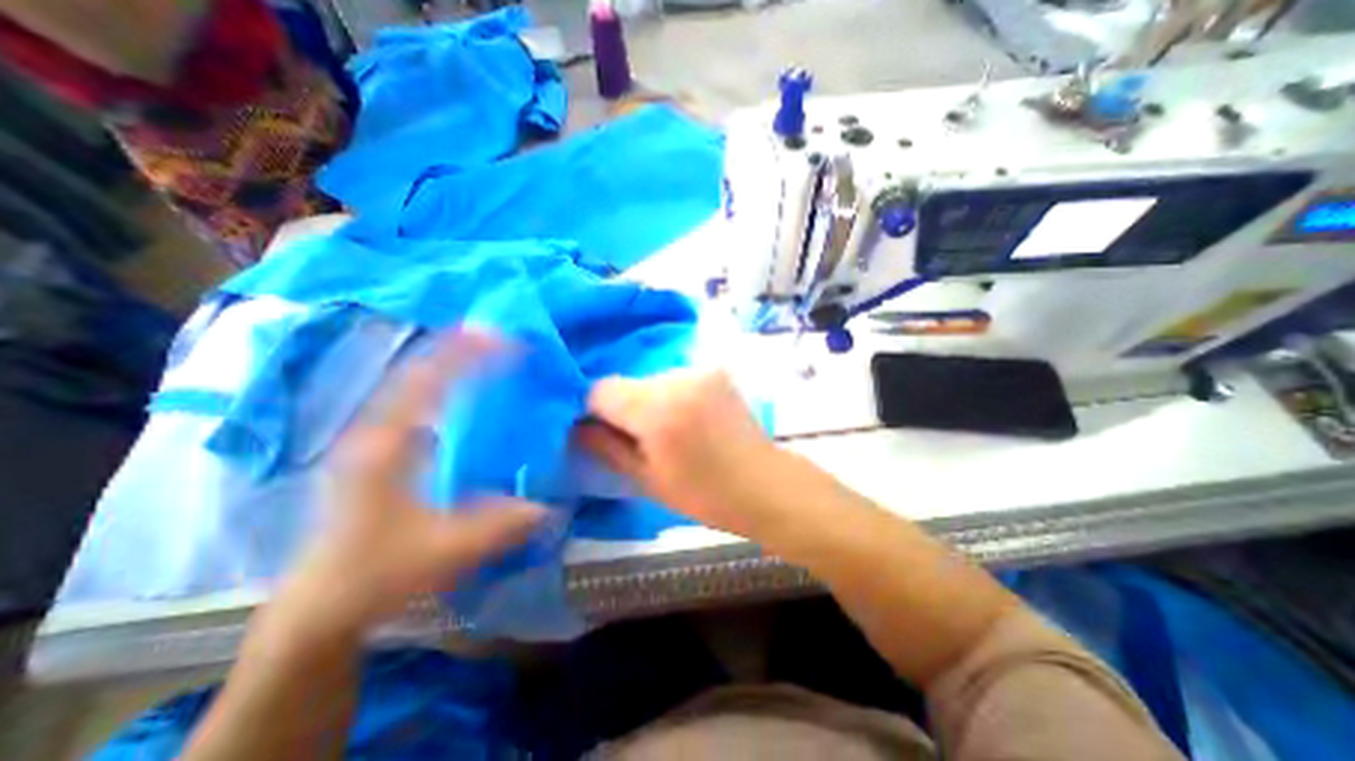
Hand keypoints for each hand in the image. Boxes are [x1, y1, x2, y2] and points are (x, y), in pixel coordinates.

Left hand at [277, 331, 547, 636]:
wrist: (321, 604)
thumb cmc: (376, 574)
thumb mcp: (443, 553)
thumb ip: (499, 527)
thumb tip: (550, 505)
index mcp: (386, 446)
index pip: (428, 381)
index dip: (468, 355)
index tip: (509, 340)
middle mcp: (375, 430)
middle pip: (416, 369)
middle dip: (460, 346)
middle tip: (503, 334)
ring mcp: (374, 436)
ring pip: (412, 381)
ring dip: (449, 360)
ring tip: (488, 347)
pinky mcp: (380, 447)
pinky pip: (413, 400)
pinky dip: (441, 382)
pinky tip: (464, 386)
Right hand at [572, 364, 785, 533]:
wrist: (763, 483)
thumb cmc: (704, 494)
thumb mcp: (646, 480)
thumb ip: (605, 448)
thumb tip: (575, 427)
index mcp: (657, 409)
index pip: (600, 390)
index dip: (593, 411)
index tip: (603, 432)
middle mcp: (677, 379)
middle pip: (626, 383)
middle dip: (623, 407)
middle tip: (640, 438)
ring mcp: (699, 371)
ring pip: (650, 380)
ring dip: (648, 401)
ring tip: (669, 431)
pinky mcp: (714, 371)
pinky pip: (675, 379)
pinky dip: (671, 395)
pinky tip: (688, 418)